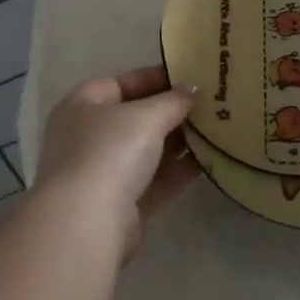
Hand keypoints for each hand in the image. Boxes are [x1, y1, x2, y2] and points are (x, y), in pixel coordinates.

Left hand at [34, 65, 199, 261]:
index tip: (192, 77)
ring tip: (217, 129)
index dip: (156, 78)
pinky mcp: (122, 206)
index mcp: (82, 106)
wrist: (88, 222)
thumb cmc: (110, 151)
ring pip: (147, 152)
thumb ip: (173, 100)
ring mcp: (103, 174)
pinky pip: (155, 181)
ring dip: (179, 142)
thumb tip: (193, 91)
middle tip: (211, 104)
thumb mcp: (146, 116)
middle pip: (135, 118)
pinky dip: (178, 171)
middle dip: (171, 112)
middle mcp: (88, 137)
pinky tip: (209, 161)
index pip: (121, 83)